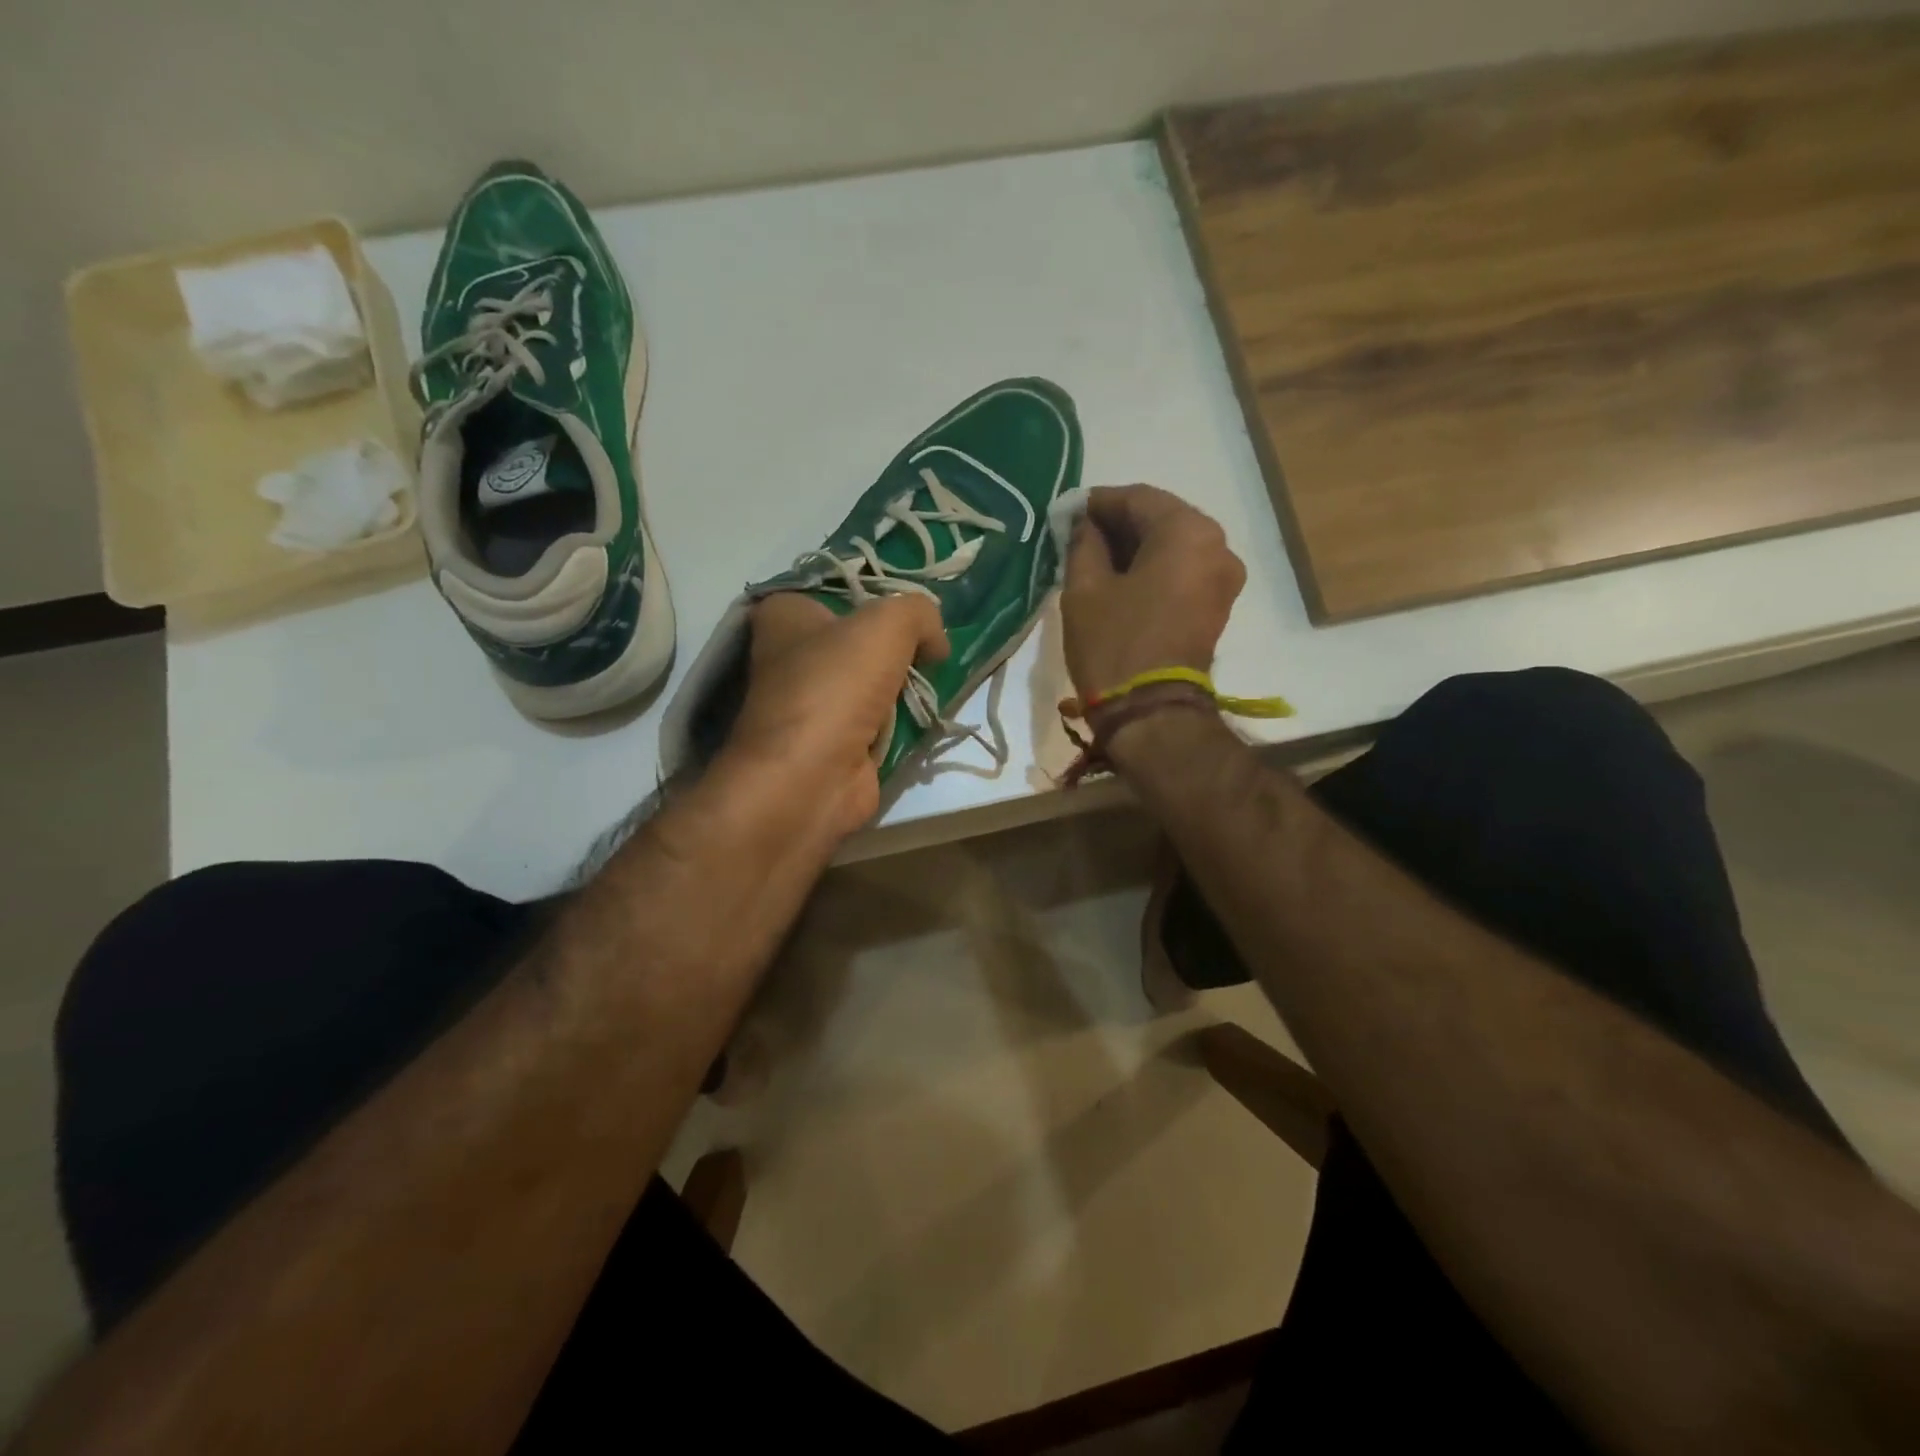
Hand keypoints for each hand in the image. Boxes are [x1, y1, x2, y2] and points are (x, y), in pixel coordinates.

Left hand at [723, 593, 948, 836]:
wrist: (811, 778)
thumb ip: (920, 612)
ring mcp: (812, 701)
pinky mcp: (834, 740)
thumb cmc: (836, 686)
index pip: (840, 589)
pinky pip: (878, 717)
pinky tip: (924, 714)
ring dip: (904, 684)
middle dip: (899, 645)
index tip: (917, 611)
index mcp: (786, 614)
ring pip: (873, 679)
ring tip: (934, 680)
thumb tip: (936, 643)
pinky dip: (900, 718)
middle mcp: (791, 654)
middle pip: (861, 637)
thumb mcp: (888, 624)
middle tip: (932, 647)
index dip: (881, 596)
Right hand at [1060, 485, 1245, 704]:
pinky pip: (1182, 570)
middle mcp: (1217, 545)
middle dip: (1118, 525)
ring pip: (1172, 545)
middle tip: (1078, 535)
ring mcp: (1223, 577)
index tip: (1067, 513)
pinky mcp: (1217, 605)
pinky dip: (1153, 568)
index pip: (1137, 498)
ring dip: (1135, 548)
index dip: (1098, 502)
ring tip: (1094, 560)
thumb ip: (1083, 542)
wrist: (1150, 713)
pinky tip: (1120, 579)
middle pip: (1161, 519)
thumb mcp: (1084, 587)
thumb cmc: (1114, 644)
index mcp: (1188, 532)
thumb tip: (1083, 523)